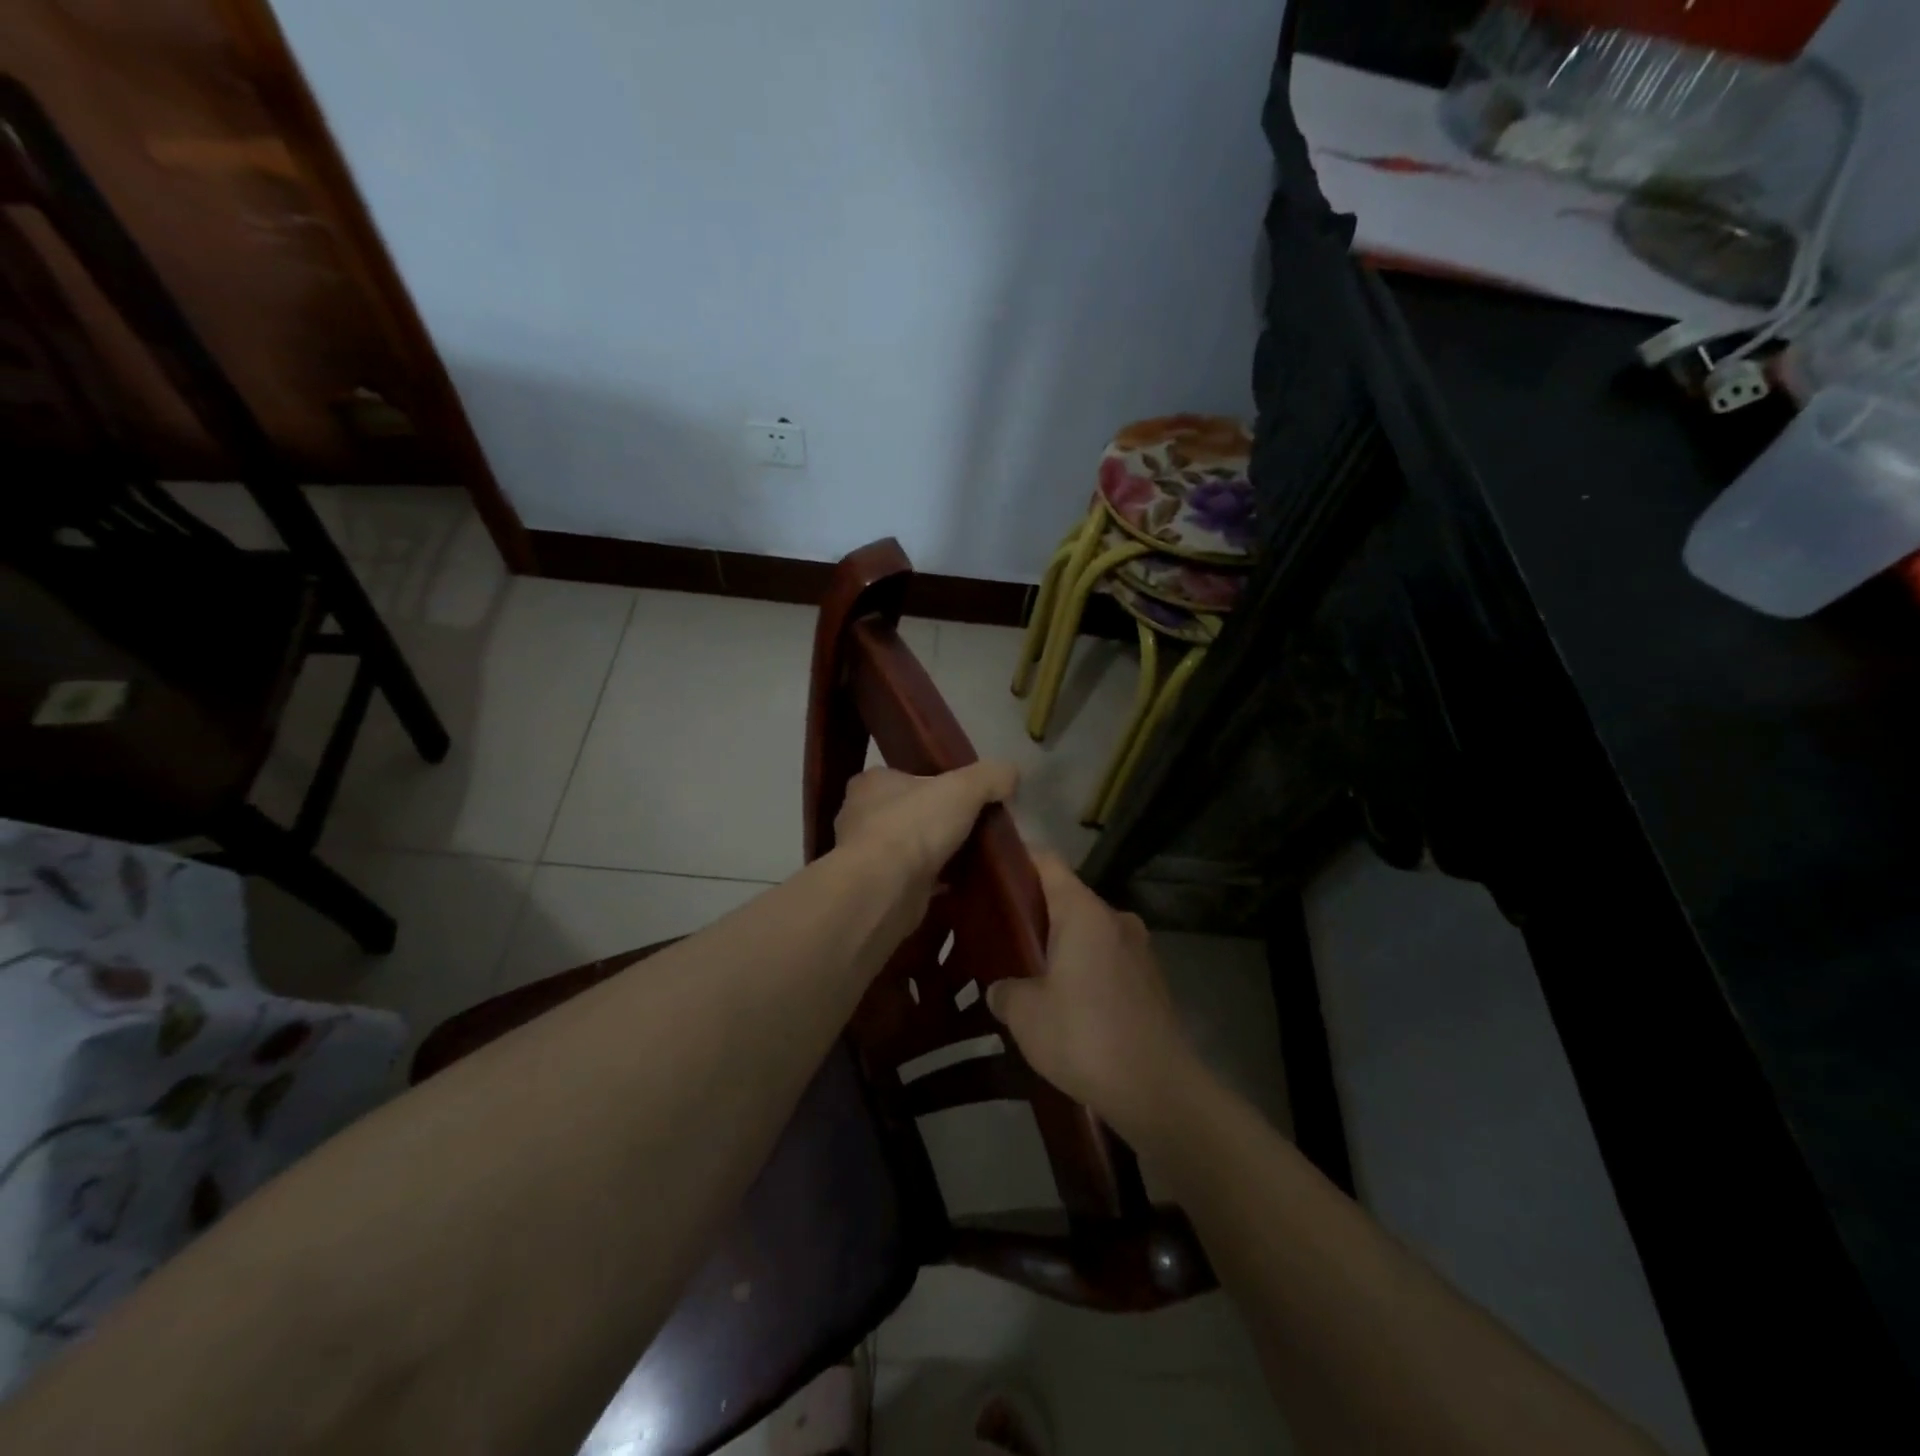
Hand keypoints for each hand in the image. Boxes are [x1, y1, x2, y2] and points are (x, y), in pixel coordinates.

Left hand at [831, 761, 1017, 934]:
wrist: (883, 890)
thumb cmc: (914, 826)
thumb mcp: (964, 788)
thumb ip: (990, 776)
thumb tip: (1011, 774)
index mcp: (872, 783)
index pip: (904, 776)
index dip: (933, 782)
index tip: (963, 795)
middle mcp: (861, 817)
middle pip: (908, 813)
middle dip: (936, 821)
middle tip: (974, 827)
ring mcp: (866, 857)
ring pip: (909, 848)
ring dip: (935, 854)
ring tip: (973, 857)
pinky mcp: (878, 889)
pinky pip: (912, 881)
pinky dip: (934, 883)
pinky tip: (961, 885)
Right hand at [986, 854, 1200, 1140]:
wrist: (1158, 1090)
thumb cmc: (1084, 1036)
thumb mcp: (1026, 1015)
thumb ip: (1005, 991)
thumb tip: (1001, 989)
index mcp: (1084, 912)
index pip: (1047, 862)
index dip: (1018, 858)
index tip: (990, 867)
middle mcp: (1115, 919)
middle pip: (1068, 897)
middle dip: (1034, 910)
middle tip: (999, 930)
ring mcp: (1139, 949)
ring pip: (1089, 932)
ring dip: (1061, 944)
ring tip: (1029, 970)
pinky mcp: (1151, 981)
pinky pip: (1107, 959)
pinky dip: (1084, 968)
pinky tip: (1066, 1001)